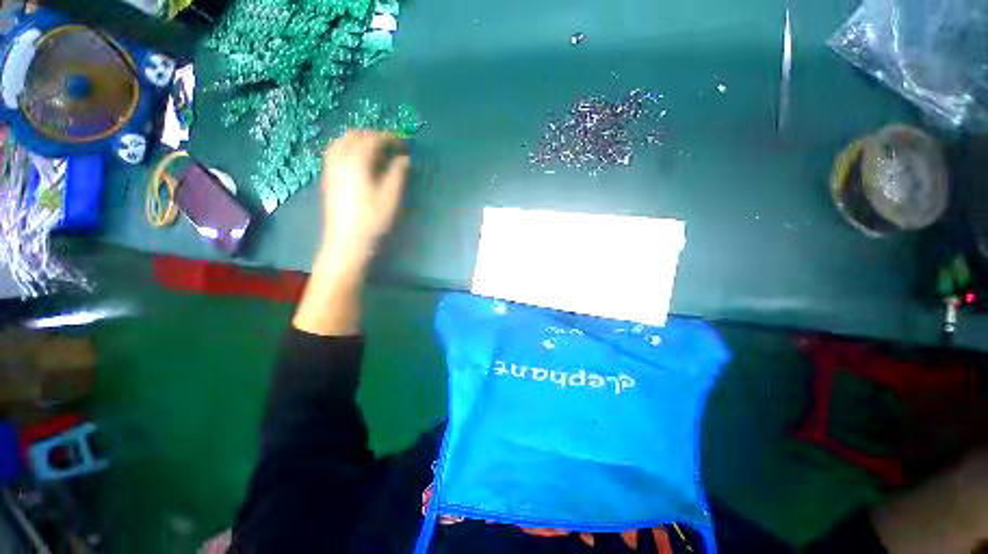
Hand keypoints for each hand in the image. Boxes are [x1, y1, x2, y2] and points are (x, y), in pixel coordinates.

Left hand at [293, 131, 408, 335]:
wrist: (347, 243)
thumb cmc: (374, 220)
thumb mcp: (393, 196)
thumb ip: (399, 172)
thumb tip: (404, 158)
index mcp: (357, 160)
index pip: (374, 138)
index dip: (392, 138)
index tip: (406, 145)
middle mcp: (340, 158)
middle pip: (356, 135)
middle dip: (375, 136)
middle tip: (393, 147)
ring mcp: (331, 169)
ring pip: (343, 142)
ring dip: (361, 141)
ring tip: (377, 152)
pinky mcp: (328, 179)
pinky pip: (336, 153)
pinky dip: (349, 149)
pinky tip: (359, 162)